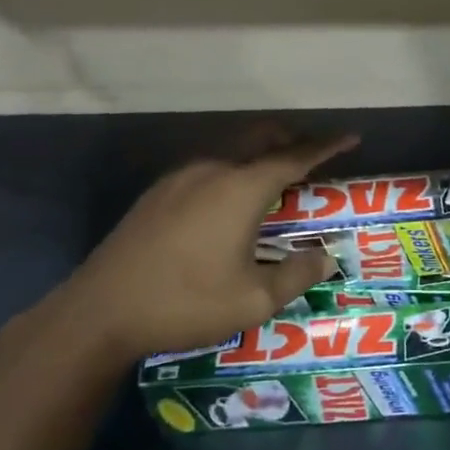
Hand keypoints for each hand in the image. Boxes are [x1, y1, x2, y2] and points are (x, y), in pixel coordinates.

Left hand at [23, 133, 357, 366]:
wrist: (99, 313)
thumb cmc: (185, 303)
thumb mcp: (255, 300)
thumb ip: (297, 274)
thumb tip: (326, 257)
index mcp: (241, 188)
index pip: (295, 156)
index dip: (327, 146)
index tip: (351, 137)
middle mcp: (212, 170)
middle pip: (259, 137)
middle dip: (291, 138)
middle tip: (314, 153)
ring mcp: (179, 179)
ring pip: (230, 148)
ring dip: (259, 152)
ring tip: (276, 176)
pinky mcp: (157, 194)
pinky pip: (207, 166)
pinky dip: (233, 168)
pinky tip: (230, 200)